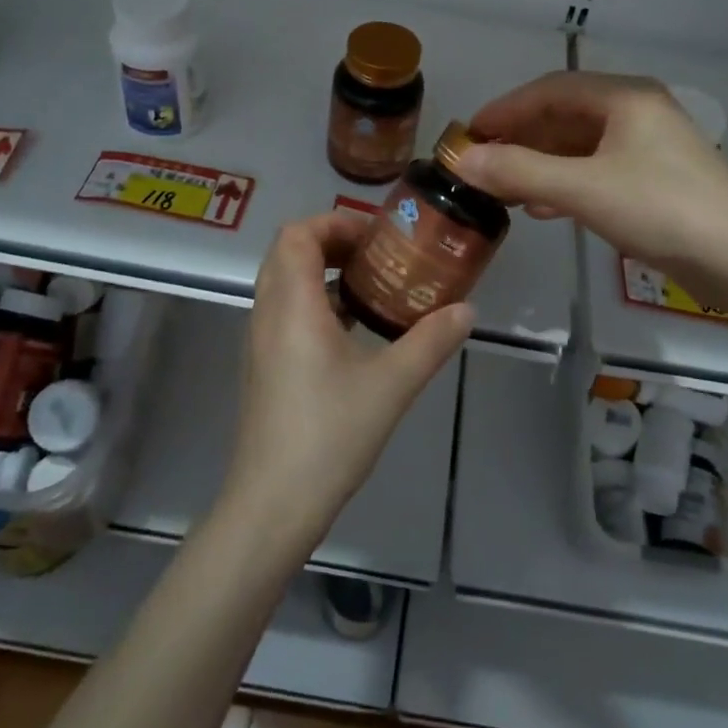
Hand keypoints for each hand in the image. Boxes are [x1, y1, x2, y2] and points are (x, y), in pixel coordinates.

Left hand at [220, 210, 472, 548]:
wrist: (273, 504)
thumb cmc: (330, 435)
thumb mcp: (392, 385)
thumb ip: (431, 341)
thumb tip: (467, 310)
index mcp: (292, 305)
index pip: (297, 234)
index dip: (334, 223)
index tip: (376, 238)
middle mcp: (267, 313)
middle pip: (287, 252)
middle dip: (331, 242)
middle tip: (377, 256)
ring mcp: (260, 341)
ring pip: (284, 282)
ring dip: (322, 273)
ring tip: (371, 287)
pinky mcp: (263, 366)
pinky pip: (284, 311)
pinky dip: (315, 302)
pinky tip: (353, 331)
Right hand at [452, 71, 727, 297]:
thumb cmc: (661, 209)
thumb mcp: (583, 188)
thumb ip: (520, 172)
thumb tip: (462, 161)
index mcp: (624, 97)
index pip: (550, 89)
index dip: (505, 109)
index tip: (469, 134)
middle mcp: (637, 112)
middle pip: (565, 115)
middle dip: (521, 138)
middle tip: (481, 163)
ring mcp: (650, 147)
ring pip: (581, 146)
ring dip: (540, 164)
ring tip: (504, 189)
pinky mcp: (657, 180)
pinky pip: (598, 170)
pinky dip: (566, 183)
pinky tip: (544, 208)